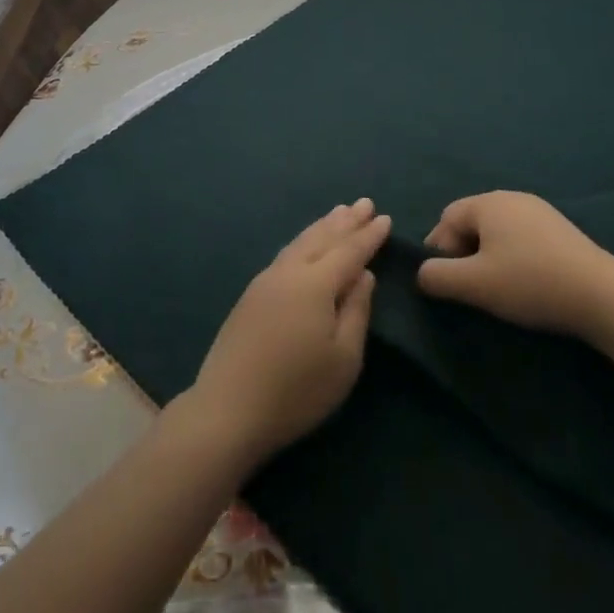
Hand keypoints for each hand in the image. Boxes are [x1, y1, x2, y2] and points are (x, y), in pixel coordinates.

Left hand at [179, 199, 390, 470]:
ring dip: (322, 226)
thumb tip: (363, 275)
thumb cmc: (296, 390)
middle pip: (321, 238)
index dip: (369, 236)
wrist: (228, 408)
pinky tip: (306, 244)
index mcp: (315, 284)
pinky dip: (304, 241)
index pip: (349, 252)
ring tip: (338, 213)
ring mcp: (265, 281)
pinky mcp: (251, 295)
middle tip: (364, 203)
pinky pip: (286, 254)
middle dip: (345, 221)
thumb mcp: (343, 359)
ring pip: (300, 243)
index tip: (385, 217)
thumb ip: (356, 312)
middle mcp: (289, 272)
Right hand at [416, 190, 613, 336]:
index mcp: (487, 203)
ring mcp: (540, 211)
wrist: (602, 295)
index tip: (448, 284)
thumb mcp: (474, 285)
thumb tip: (422, 274)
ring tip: (498, 288)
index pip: (446, 219)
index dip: (439, 251)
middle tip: (470, 287)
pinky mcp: (561, 229)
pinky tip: (526, 282)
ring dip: (489, 256)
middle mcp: (511, 197)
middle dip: (464, 253)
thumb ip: (437, 276)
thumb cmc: (530, 282)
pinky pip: (522, 237)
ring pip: (498, 231)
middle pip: (472, 222)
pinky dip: (514, 256)